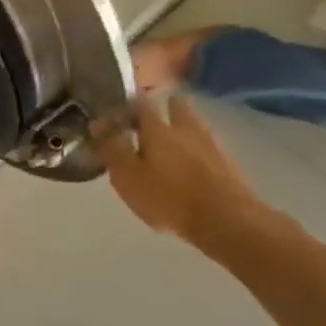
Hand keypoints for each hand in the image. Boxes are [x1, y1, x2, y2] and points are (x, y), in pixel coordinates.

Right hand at [91, 96, 266, 247]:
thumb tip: (98, 123)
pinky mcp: (228, 164)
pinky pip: (205, 145)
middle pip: (176, 106)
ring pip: (193, 124)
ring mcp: (211, 145)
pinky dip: (194, 147)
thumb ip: (112, 148)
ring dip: (180, 127)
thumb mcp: (127, 175)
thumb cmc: (167, 197)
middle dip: (163, 106)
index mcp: (158, 129)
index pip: (141, 104)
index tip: (116, 112)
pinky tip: (186, 163)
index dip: (127, 104)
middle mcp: (186, 129)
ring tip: (165, 143)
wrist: (227, 221)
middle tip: (146, 120)